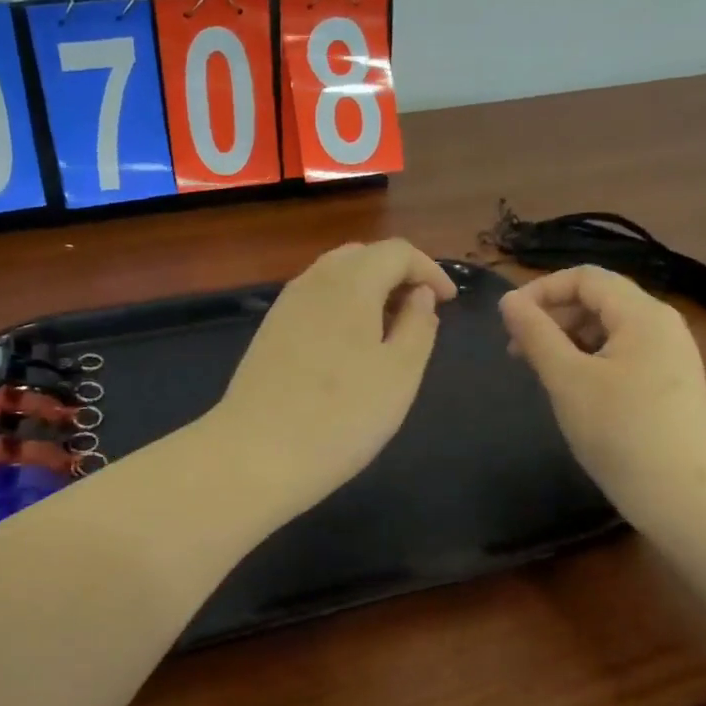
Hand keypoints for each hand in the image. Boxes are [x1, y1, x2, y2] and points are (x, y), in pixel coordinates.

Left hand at [208, 240, 457, 514]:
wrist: (256, 454)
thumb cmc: (341, 415)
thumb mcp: (400, 373)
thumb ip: (419, 326)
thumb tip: (421, 295)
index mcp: (351, 282)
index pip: (397, 251)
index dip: (429, 269)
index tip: (449, 301)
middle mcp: (314, 281)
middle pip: (362, 256)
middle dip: (397, 274)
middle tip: (421, 311)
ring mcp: (285, 305)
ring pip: (334, 276)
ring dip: (368, 290)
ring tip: (389, 329)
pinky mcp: (269, 331)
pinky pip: (314, 300)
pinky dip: (341, 307)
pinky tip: (349, 345)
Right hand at [500, 266, 705, 519]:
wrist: (684, 498)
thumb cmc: (621, 432)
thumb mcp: (567, 380)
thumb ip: (535, 335)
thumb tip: (507, 301)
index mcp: (642, 314)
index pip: (585, 278)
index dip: (541, 290)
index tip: (507, 321)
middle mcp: (661, 325)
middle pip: (598, 300)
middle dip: (552, 316)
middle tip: (516, 352)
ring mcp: (669, 356)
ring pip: (608, 329)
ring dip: (567, 340)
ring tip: (539, 372)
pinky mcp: (669, 384)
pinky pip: (622, 355)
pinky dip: (589, 360)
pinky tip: (572, 390)